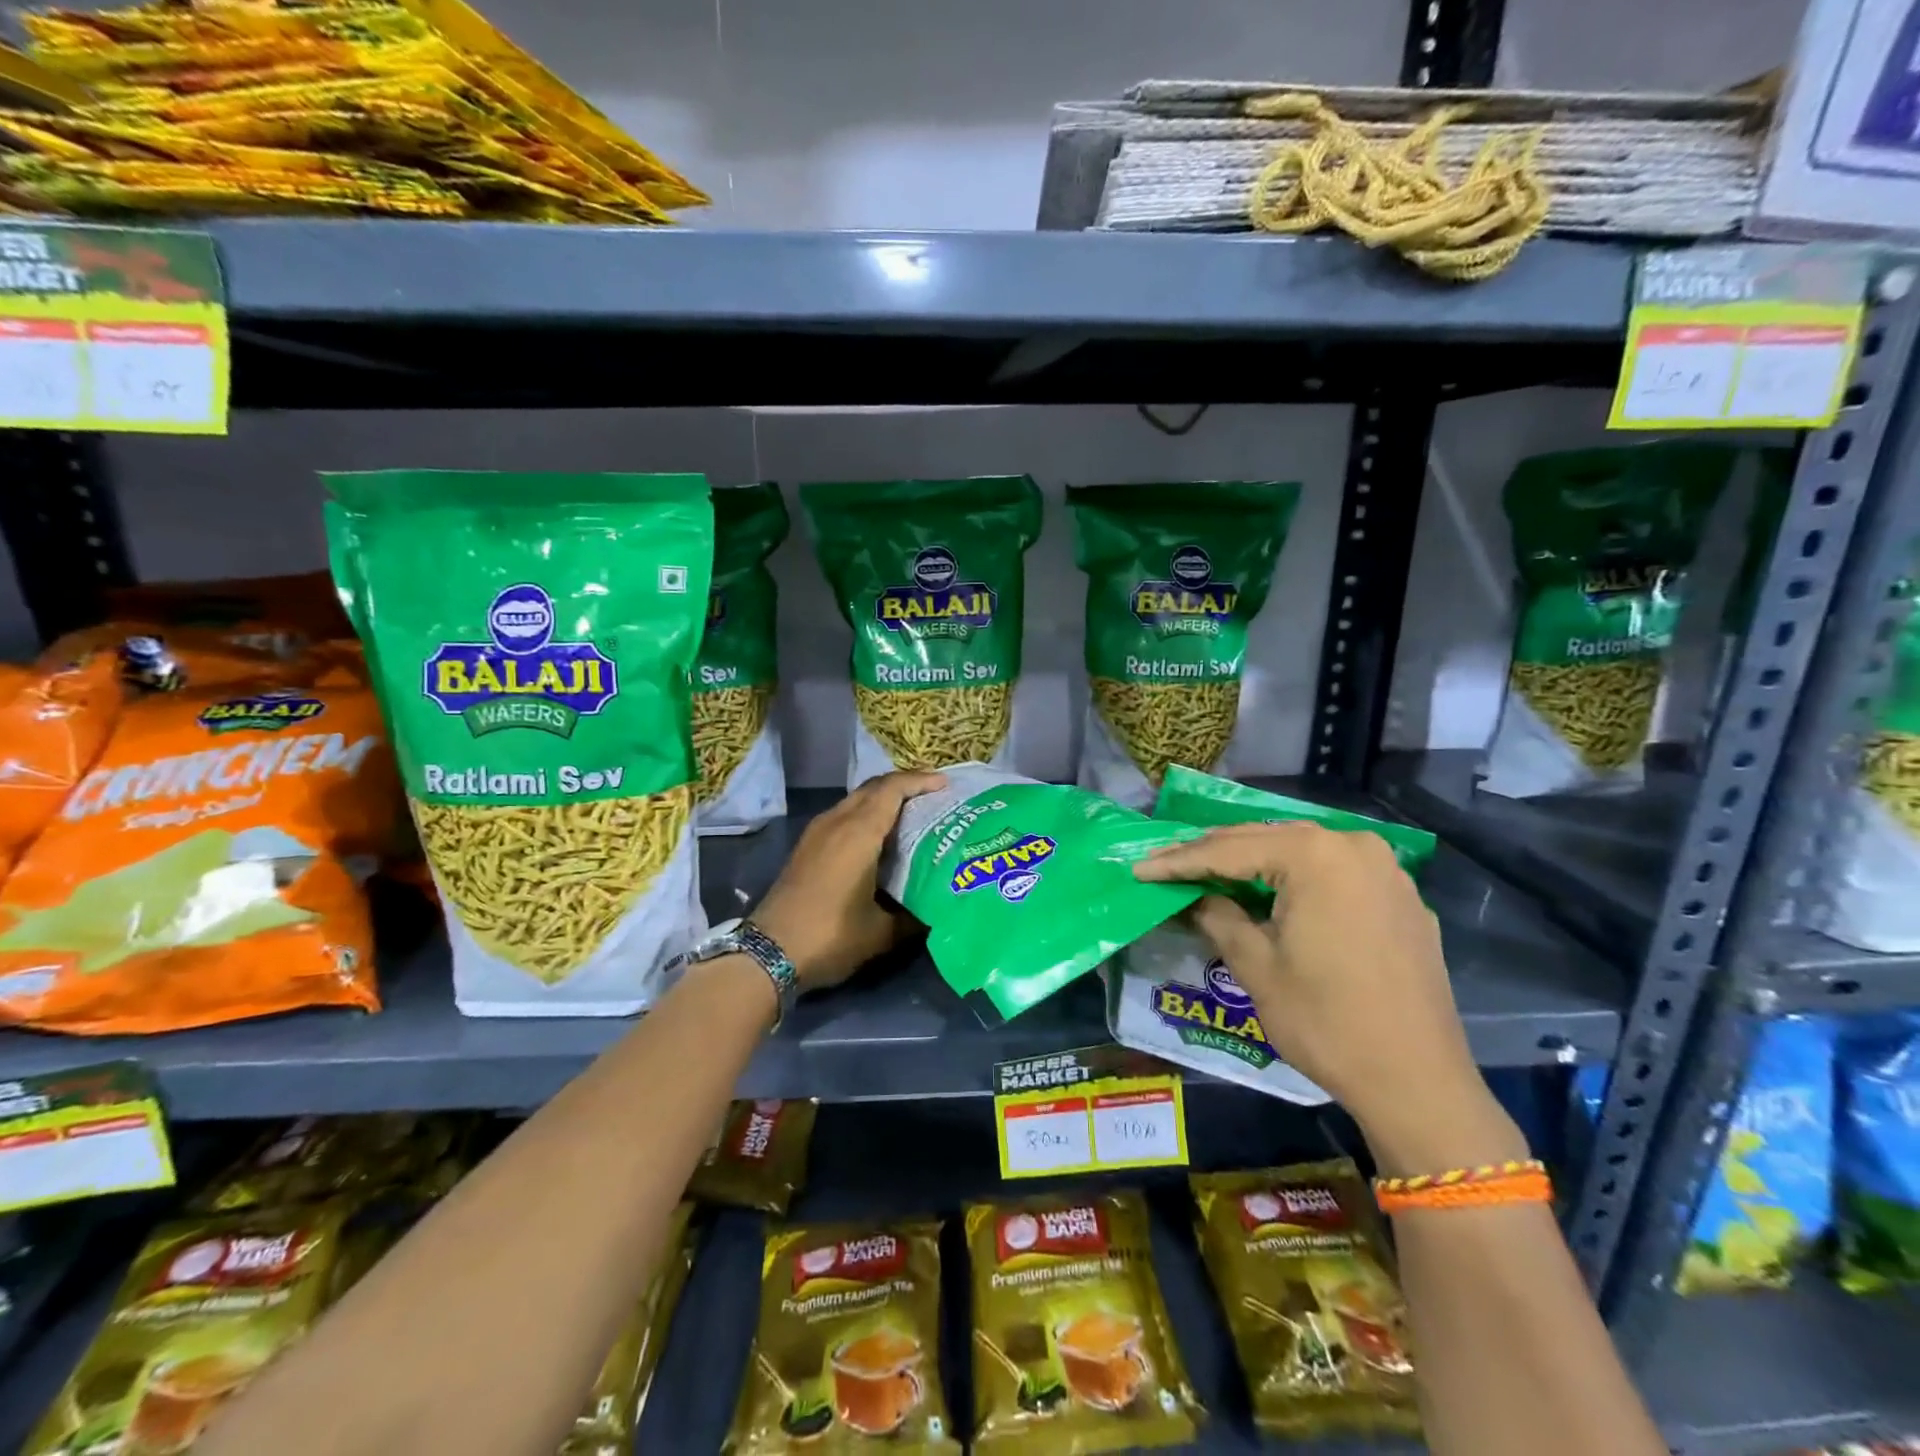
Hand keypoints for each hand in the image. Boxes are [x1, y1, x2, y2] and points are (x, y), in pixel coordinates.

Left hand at [753, 771, 945, 992]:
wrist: (769, 952)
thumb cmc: (830, 936)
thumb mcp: (881, 932)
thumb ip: (913, 918)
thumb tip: (936, 912)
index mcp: (859, 832)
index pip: (893, 789)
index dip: (920, 781)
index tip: (944, 785)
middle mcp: (837, 821)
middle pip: (874, 788)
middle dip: (904, 786)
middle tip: (933, 798)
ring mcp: (817, 832)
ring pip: (856, 800)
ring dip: (883, 800)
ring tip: (911, 815)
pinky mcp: (807, 846)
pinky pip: (843, 815)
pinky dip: (866, 815)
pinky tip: (879, 838)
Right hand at [1134, 822, 1524, 1171]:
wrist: (1418, 1082)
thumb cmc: (1326, 1021)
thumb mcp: (1256, 967)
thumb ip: (1217, 916)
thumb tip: (1193, 897)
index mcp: (1314, 855)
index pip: (1229, 850)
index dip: (1179, 862)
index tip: (1139, 870)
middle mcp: (1353, 846)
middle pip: (1266, 839)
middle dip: (1213, 854)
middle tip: (1167, 866)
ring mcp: (1385, 870)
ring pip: (1301, 851)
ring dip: (1254, 861)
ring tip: (1210, 873)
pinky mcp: (1401, 898)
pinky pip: (1334, 873)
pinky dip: (1296, 878)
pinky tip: (1272, 893)